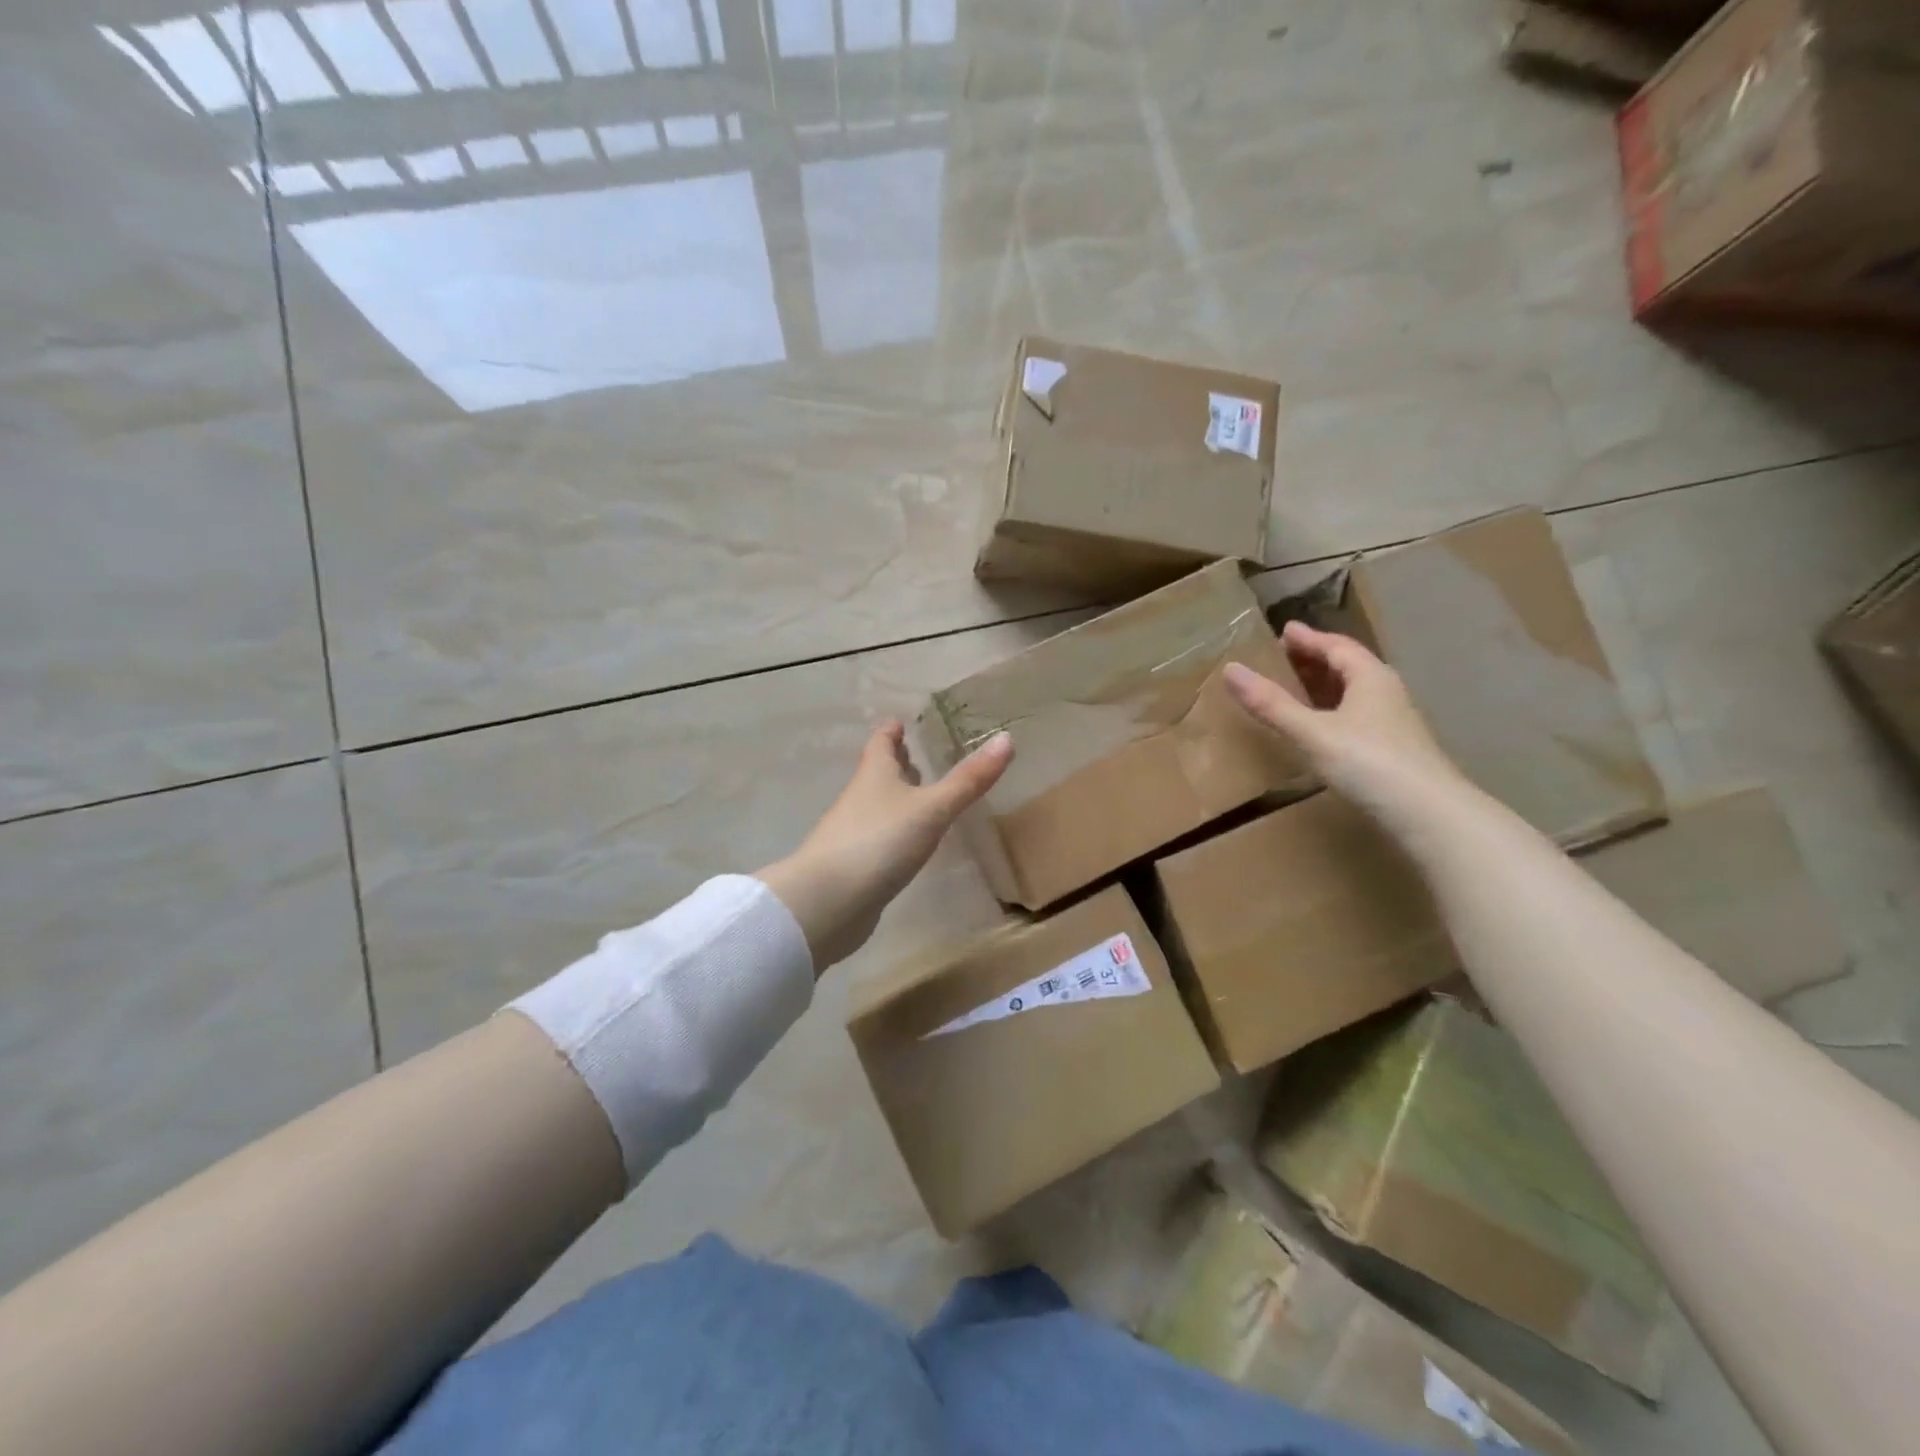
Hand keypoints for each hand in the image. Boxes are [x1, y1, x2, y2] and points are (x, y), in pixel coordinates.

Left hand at [757, 721, 1013, 972]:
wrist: (828, 902)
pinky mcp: (854, 866)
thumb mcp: (932, 809)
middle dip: (895, 762)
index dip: (891, 731)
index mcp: (875, 775)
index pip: (881, 743)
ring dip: (895, 797)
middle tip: (914, 754)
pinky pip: (877, 838)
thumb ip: (968, 780)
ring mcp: (853, 833)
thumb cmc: (879, 841)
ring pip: (876, 805)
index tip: (900, 721)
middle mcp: (860, 798)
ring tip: (918, 795)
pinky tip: (907, 843)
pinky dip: (893, 832)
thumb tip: (1007, 738)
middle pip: (877, 773)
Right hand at [1224, 621, 1466, 826]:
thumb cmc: (1370, 763)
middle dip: (1317, 658)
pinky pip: (1356, 715)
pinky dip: (1333, 710)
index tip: (1285, 630)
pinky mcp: (1393, 749)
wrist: (1429, 815)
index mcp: (1370, 678)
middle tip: (1286, 654)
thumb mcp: (1312, 732)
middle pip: (1348, 666)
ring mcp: (1393, 722)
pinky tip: (1322, 726)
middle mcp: (1385, 693)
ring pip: (1354, 692)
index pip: (1337, 646)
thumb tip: (1229, 669)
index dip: (1309, 638)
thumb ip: (1272, 704)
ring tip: (1298, 686)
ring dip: (1326, 684)